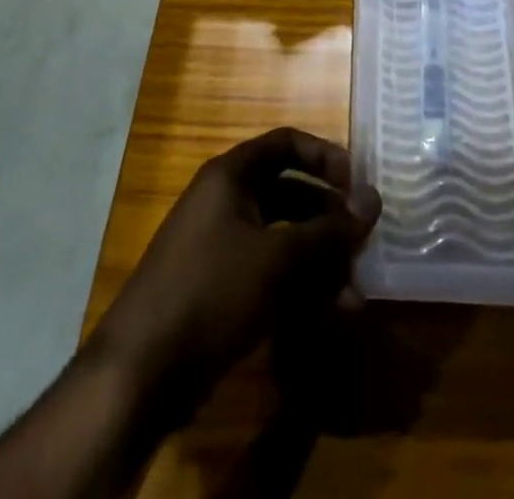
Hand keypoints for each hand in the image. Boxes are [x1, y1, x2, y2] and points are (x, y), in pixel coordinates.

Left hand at [89, 128, 381, 414]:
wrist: (140, 371)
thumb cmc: (211, 291)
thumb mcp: (277, 257)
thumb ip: (328, 230)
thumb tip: (373, 200)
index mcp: (231, 176)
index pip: (286, 143)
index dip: (324, 156)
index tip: (356, 184)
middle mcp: (226, 201)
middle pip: (289, 192)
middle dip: (329, 219)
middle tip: (363, 244)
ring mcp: (221, 245)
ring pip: (283, 238)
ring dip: (320, 261)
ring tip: (354, 294)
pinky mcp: (220, 287)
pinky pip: (270, 272)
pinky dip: (300, 287)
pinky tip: (330, 314)